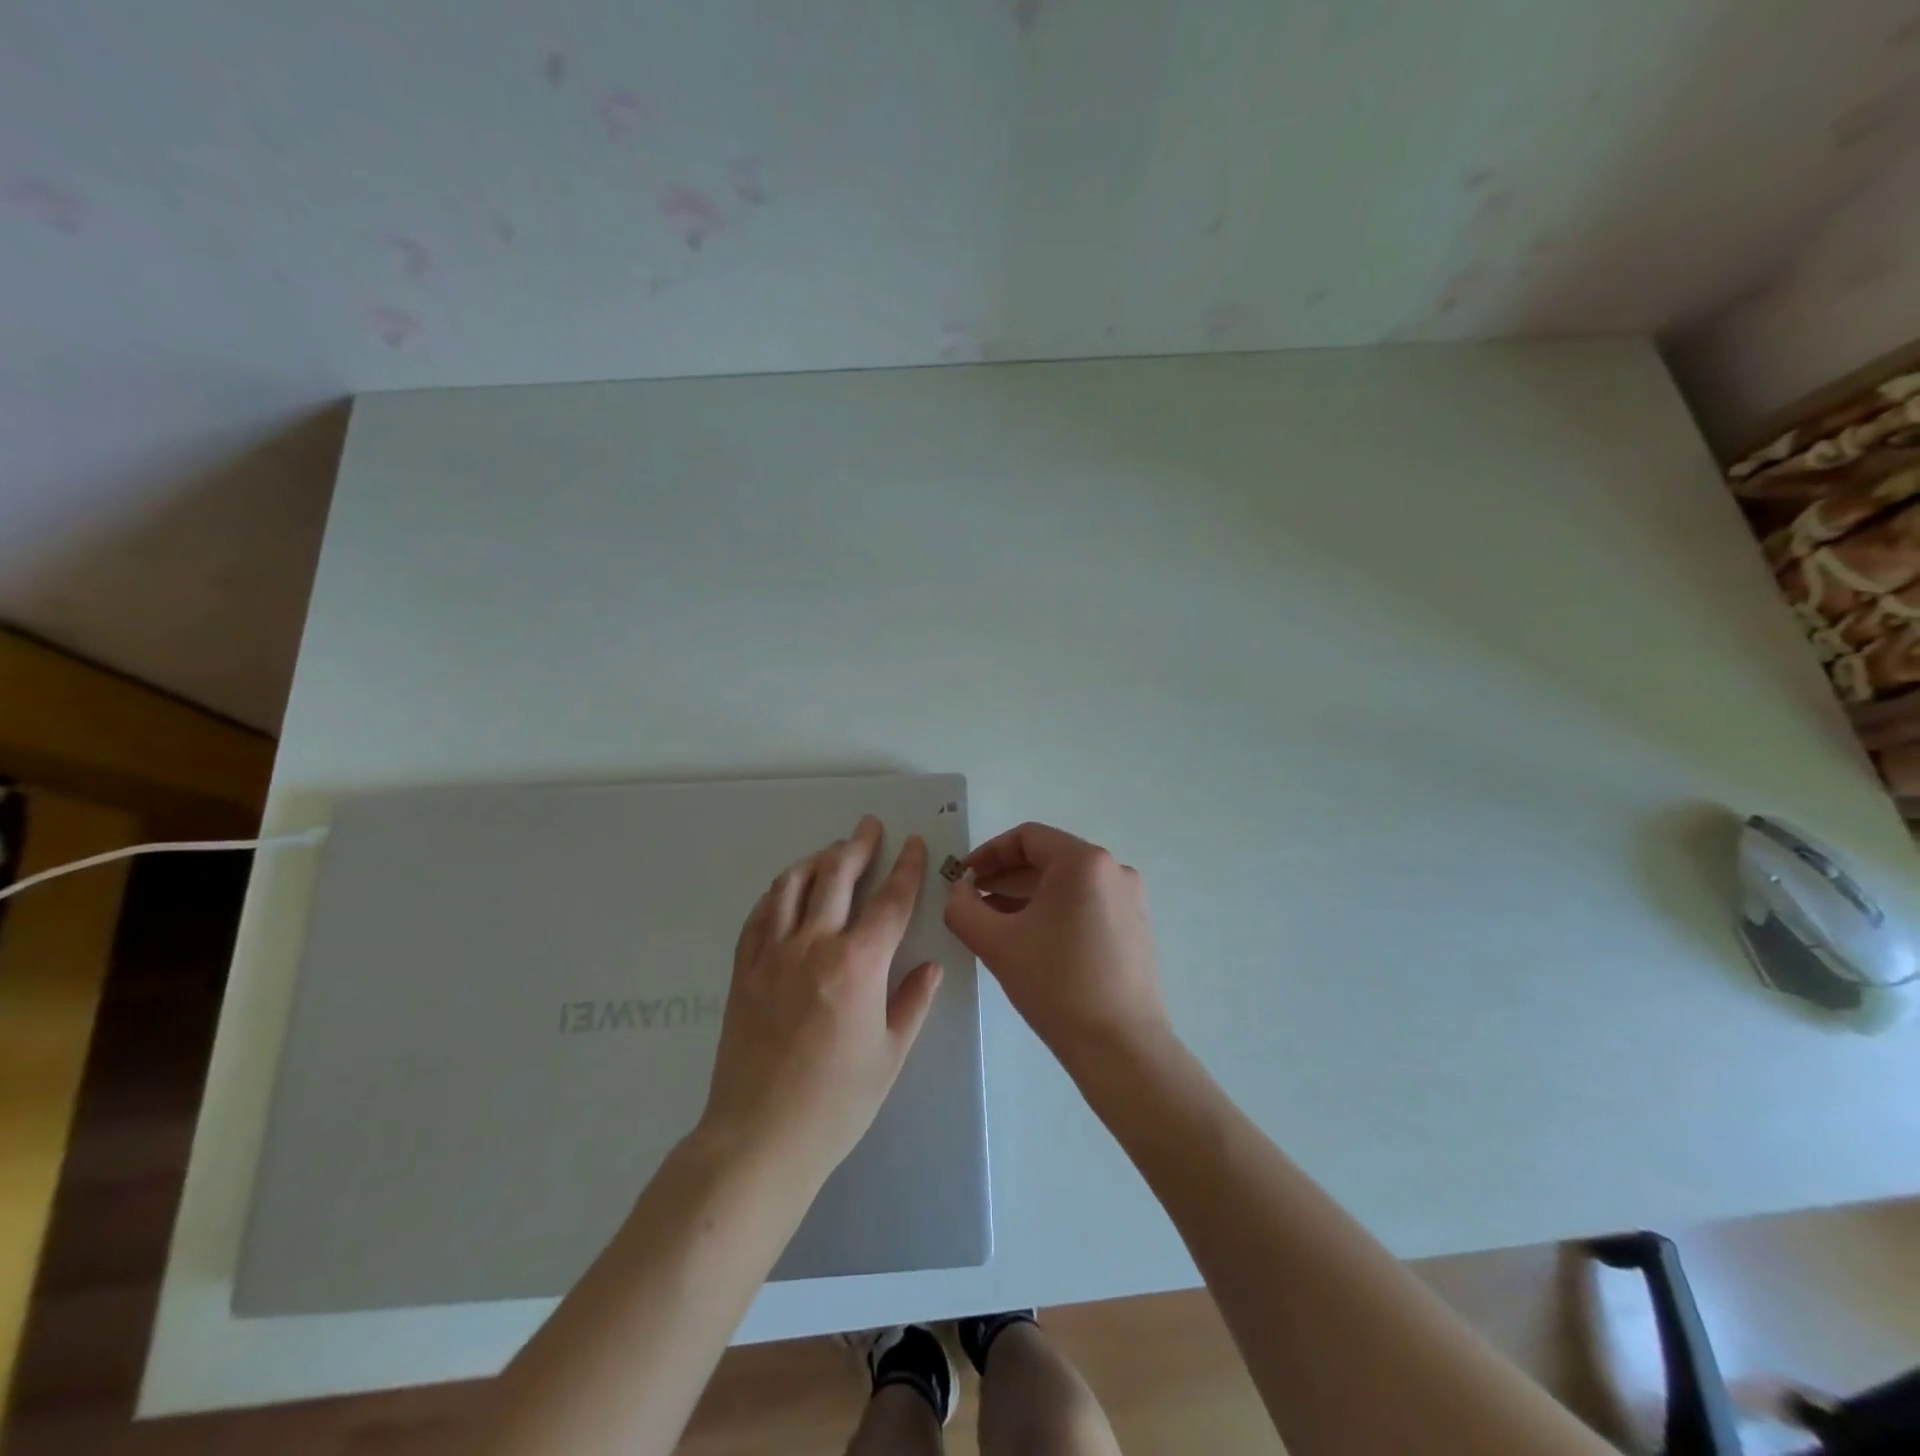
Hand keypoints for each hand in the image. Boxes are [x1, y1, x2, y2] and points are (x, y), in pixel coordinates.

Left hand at [699, 816, 941, 1182]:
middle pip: (837, 877)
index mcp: (858, 965)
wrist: (759, 1138)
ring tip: (830, 851)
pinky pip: (759, 916)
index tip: (912, 844)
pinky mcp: (744, 971)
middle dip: (858, 846)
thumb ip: (912, 1003)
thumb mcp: (890, 1055)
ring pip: (792, 887)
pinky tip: (786, 891)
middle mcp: (814, 946)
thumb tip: (930, 967)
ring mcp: (772, 955)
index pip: (889, 902)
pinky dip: (777, 894)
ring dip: (816, 860)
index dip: (906, 868)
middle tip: (869, 826)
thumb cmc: (836, 1103)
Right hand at [943, 822, 1170, 1068]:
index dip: (988, 853)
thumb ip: (963, 908)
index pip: (1027, 838)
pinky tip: (1029, 937)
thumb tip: (959, 890)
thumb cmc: (1056, 985)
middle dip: (1005, 876)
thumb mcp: (997, 943)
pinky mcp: (1135, 925)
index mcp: (1084, 862)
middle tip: (971, 899)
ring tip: (993, 920)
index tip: (963, 877)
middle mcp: (1113, 869)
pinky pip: (1085, 902)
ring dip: (1026, 894)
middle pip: (1048, 858)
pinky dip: (1053, 910)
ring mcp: (1129, 898)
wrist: (1120, 1048)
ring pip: (1066, 883)